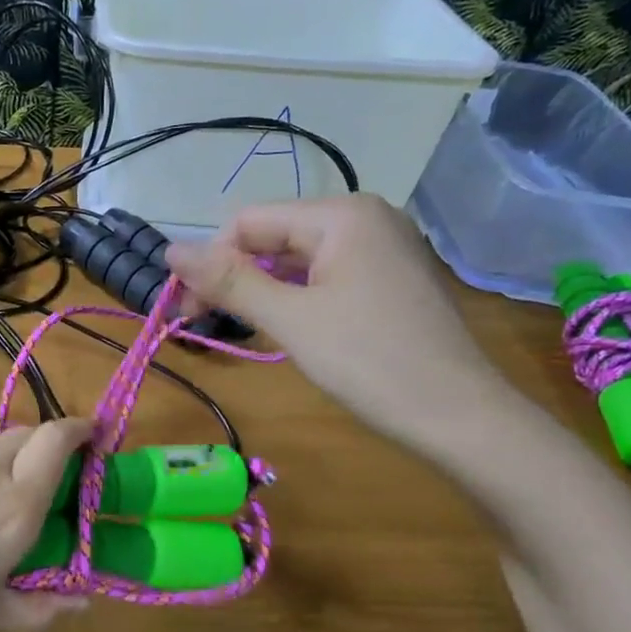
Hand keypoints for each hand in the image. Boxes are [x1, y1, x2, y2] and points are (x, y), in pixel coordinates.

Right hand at [166, 196, 520, 454]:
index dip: (210, 261)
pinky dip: (296, 296)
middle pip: (274, 236)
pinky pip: (326, 275)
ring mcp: (383, 247)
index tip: (186, 309)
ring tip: (241, 327)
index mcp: (342, 214)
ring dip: (262, 289)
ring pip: (298, 258)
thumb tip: (170, 251)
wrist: (460, 416)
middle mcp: (365, 218)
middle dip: (235, 275)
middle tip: (202, 322)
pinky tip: (284, 325)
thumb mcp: (291, 320)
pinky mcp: (390, 278)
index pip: (249, 221)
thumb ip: (229, 281)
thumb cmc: (370, 362)